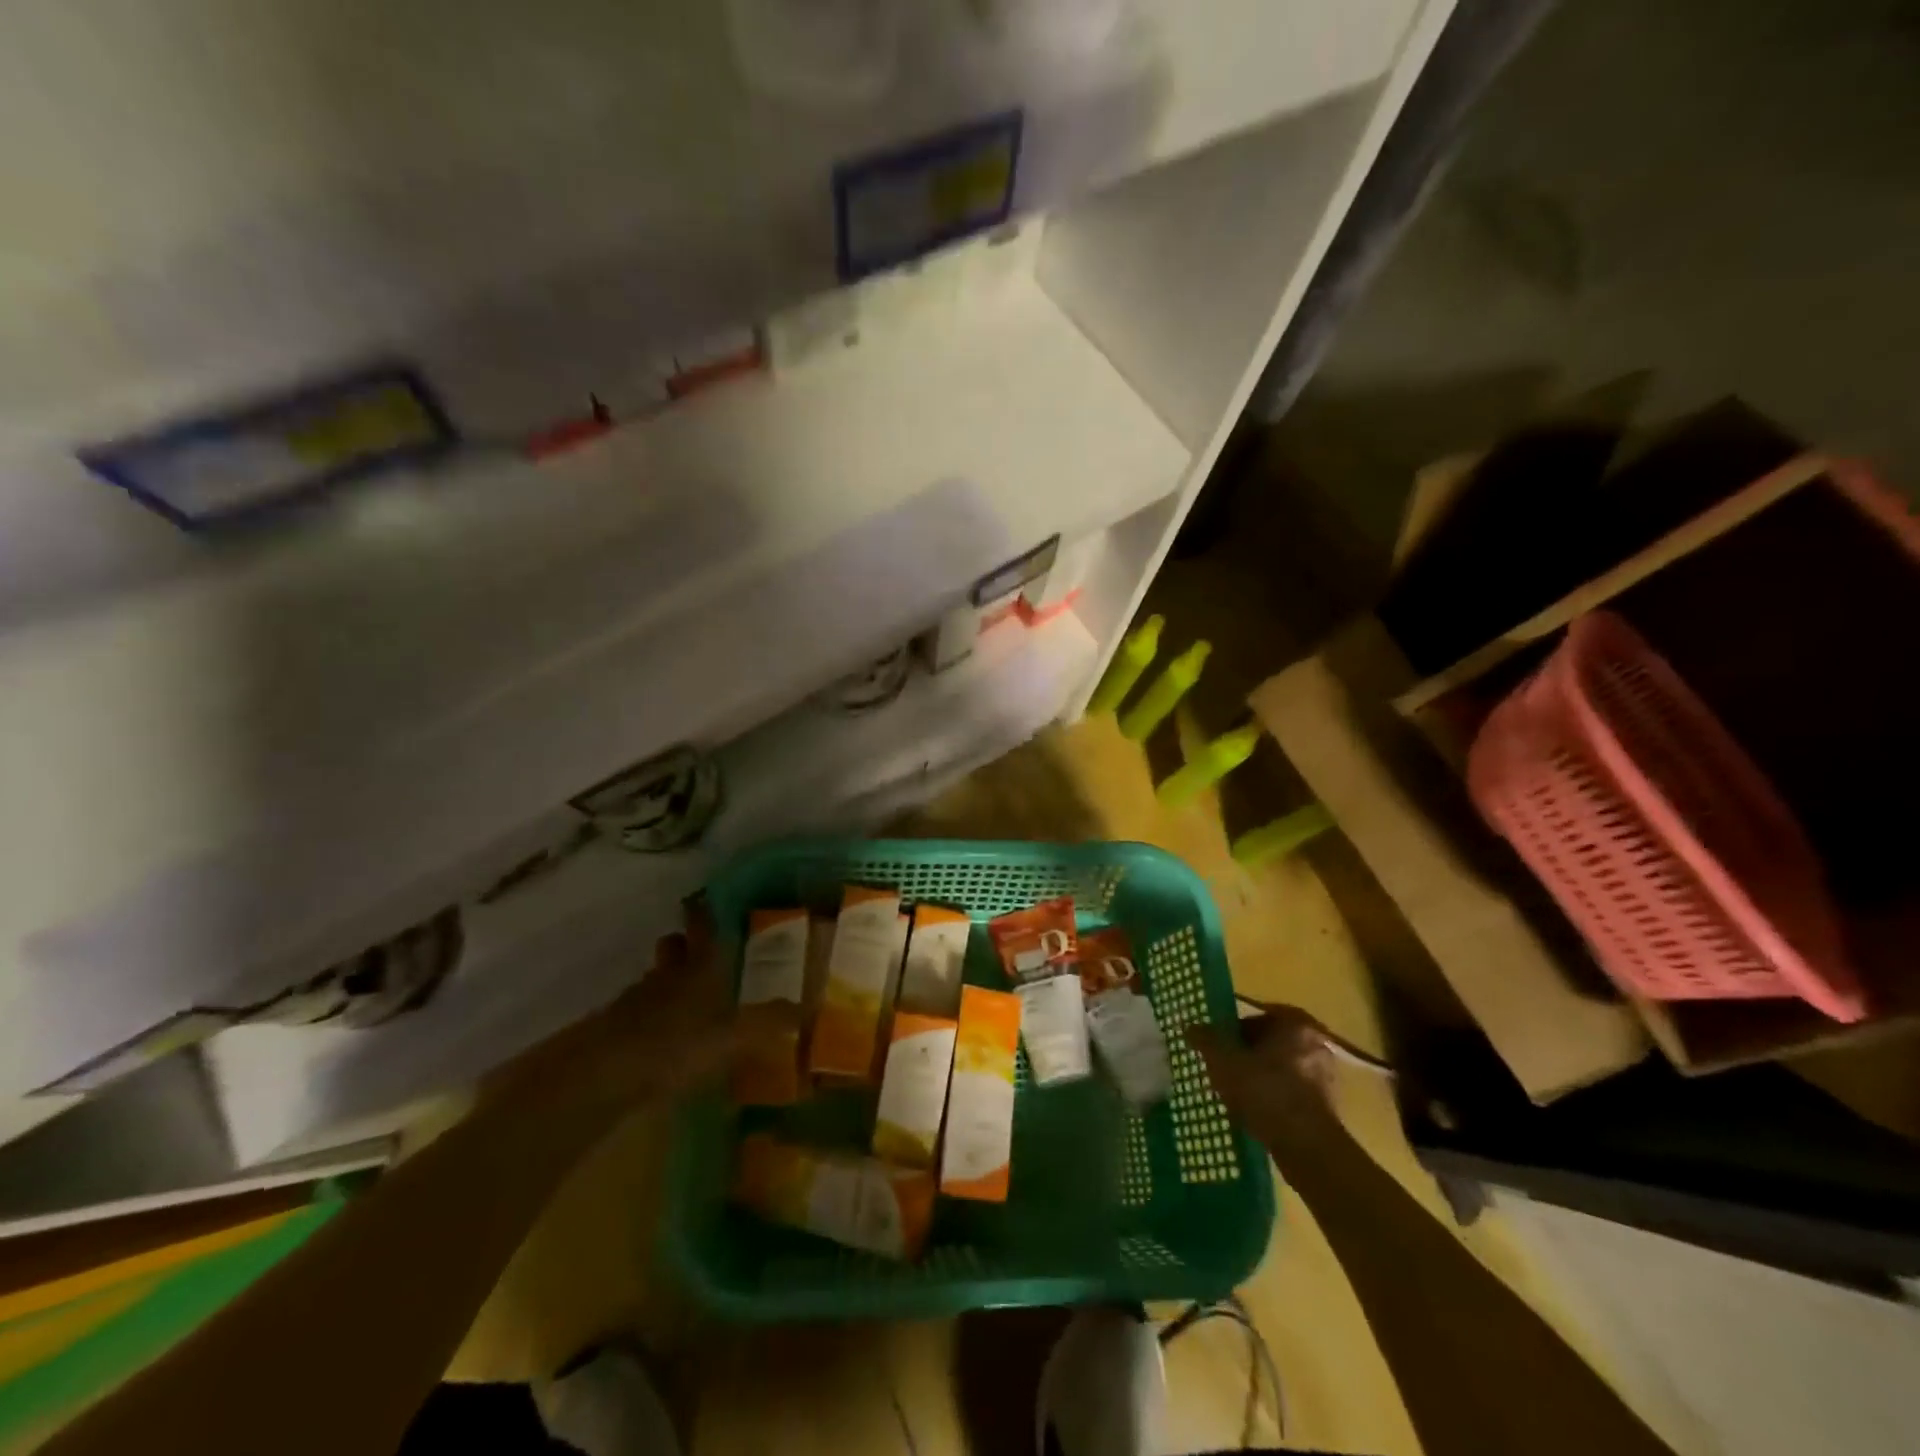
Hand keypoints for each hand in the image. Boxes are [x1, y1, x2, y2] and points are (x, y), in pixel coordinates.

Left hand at [488, 905, 795, 1116]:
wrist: (602, 1075)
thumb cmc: (677, 1044)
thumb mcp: (735, 1037)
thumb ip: (770, 1022)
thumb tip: (807, 1008)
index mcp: (700, 967)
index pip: (703, 926)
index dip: (705, 912)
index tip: (707, 899)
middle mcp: (669, 975)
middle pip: (675, 949)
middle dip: (685, 946)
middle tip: (703, 952)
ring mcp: (637, 1001)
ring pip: (657, 979)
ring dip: (669, 982)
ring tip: (689, 999)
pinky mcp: (615, 1030)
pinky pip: (641, 1012)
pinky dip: (653, 1017)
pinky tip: (665, 1038)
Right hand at [1185, 1003, 1345, 1148]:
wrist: (1307, 1145)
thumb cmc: (1264, 1091)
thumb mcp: (1223, 1062)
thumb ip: (1205, 1040)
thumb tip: (1190, 1026)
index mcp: (1294, 1023)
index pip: (1254, 1018)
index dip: (1230, 1032)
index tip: (1216, 1048)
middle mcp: (1315, 1043)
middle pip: (1269, 1043)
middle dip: (1246, 1055)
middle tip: (1224, 1069)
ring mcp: (1326, 1075)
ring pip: (1281, 1069)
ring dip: (1261, 1078)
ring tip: (1236, 1094)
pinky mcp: (1328, 1105)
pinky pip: (1291, 1092)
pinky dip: (1274, 1098)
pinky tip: (1256, 1112)